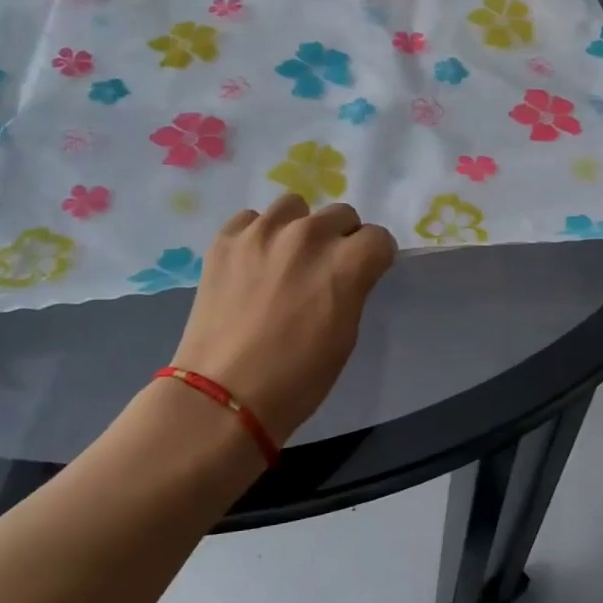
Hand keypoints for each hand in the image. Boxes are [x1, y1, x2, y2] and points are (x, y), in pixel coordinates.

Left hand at [170, 195, 395, 442]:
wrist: (223, 395)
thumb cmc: (297, 378)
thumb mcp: (346, 334)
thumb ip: (352, 288)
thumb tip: (347, 272)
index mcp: (346, 262)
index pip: (378, 237)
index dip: (374, 257)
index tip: (364, 273)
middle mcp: (309, 234)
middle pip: (341, 214)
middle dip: (340, 238)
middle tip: (324, 269)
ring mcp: (263, 232)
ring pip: (295, 206)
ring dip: (298, 227)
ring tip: (285, 259)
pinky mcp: (226, 239)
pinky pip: (251, 219)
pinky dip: (257, 235)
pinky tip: (251, 264)